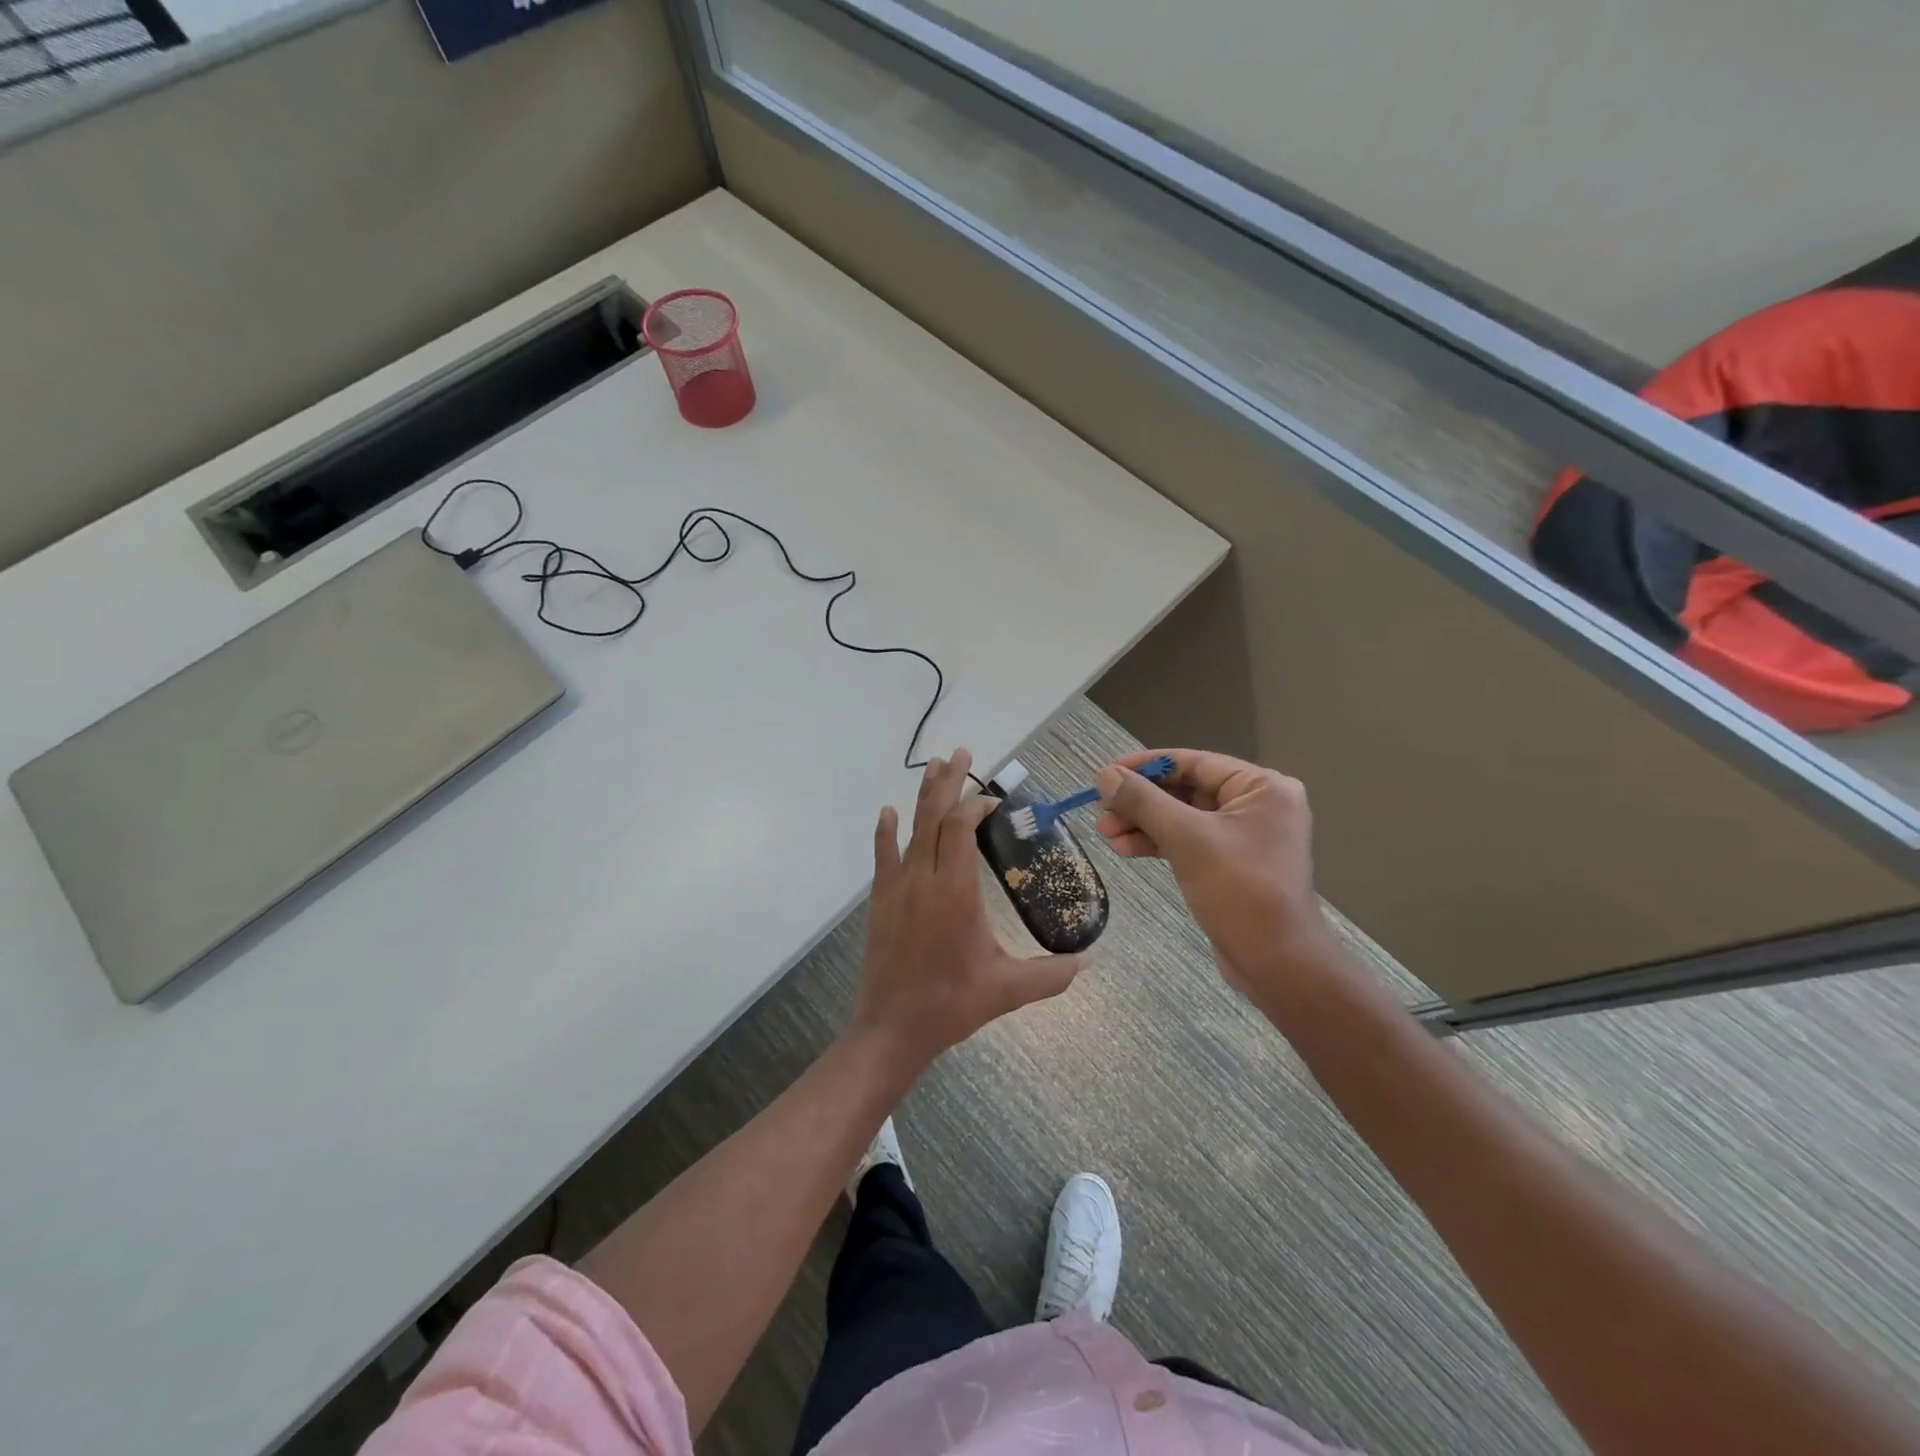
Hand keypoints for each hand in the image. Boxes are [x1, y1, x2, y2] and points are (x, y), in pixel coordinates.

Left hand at [852, 750, 1087, 1072]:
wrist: (892, 1028)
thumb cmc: (951, 1004)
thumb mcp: (1008, 990)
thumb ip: (1051, 974)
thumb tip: (1089, 962)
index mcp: (956, 891)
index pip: (962, 830)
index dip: (976, 806)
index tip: (993, 799)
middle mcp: (924, 878)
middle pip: (934, 817)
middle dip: (948, 782)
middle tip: (960, 752)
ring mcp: (898, 887)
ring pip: (910, 829)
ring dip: (923, 796)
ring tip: (934, 765)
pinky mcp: (881, 901)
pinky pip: (883, 856)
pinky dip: (886, 831)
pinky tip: (888, 812)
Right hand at [1095, 749, 1335, 997]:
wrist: (1277, 964)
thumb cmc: (1240, 891)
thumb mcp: (1187, 839)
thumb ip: (1144, 802)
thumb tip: (1105, 775)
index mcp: (1261, 787)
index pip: (1193, 762)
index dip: (1146, 766)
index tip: (1105, 773)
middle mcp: (1256, 804)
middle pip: (1185, 789)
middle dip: (1141, 801)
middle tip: (1101, 812)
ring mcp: (1243, 836)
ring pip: (1182, 817)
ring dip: (1143, 823)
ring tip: (1106, 833)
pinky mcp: (1230, 863)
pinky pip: (1188, 841)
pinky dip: (1157, 843)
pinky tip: (1125, 848)